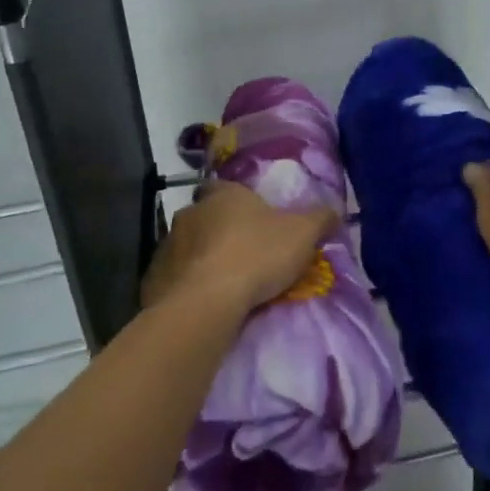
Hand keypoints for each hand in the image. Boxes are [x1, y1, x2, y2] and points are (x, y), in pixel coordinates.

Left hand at [142, 181, 337, 318]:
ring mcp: (168, 245)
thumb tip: (335, 209)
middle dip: (219, 231)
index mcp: (223, 195)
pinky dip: (186, 286)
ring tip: (223, 284)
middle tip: (241, 254)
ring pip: (187, 247)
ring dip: (201, 259)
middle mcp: (190, 212)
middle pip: (205, 216)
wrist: (206, 302)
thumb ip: (320, 219)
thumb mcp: (302, 234)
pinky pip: (173, 278)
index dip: (238, 200)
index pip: (225, 186)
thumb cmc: (256, 255)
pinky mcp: (154, 279)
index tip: (251, 217)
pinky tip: (202, 303)